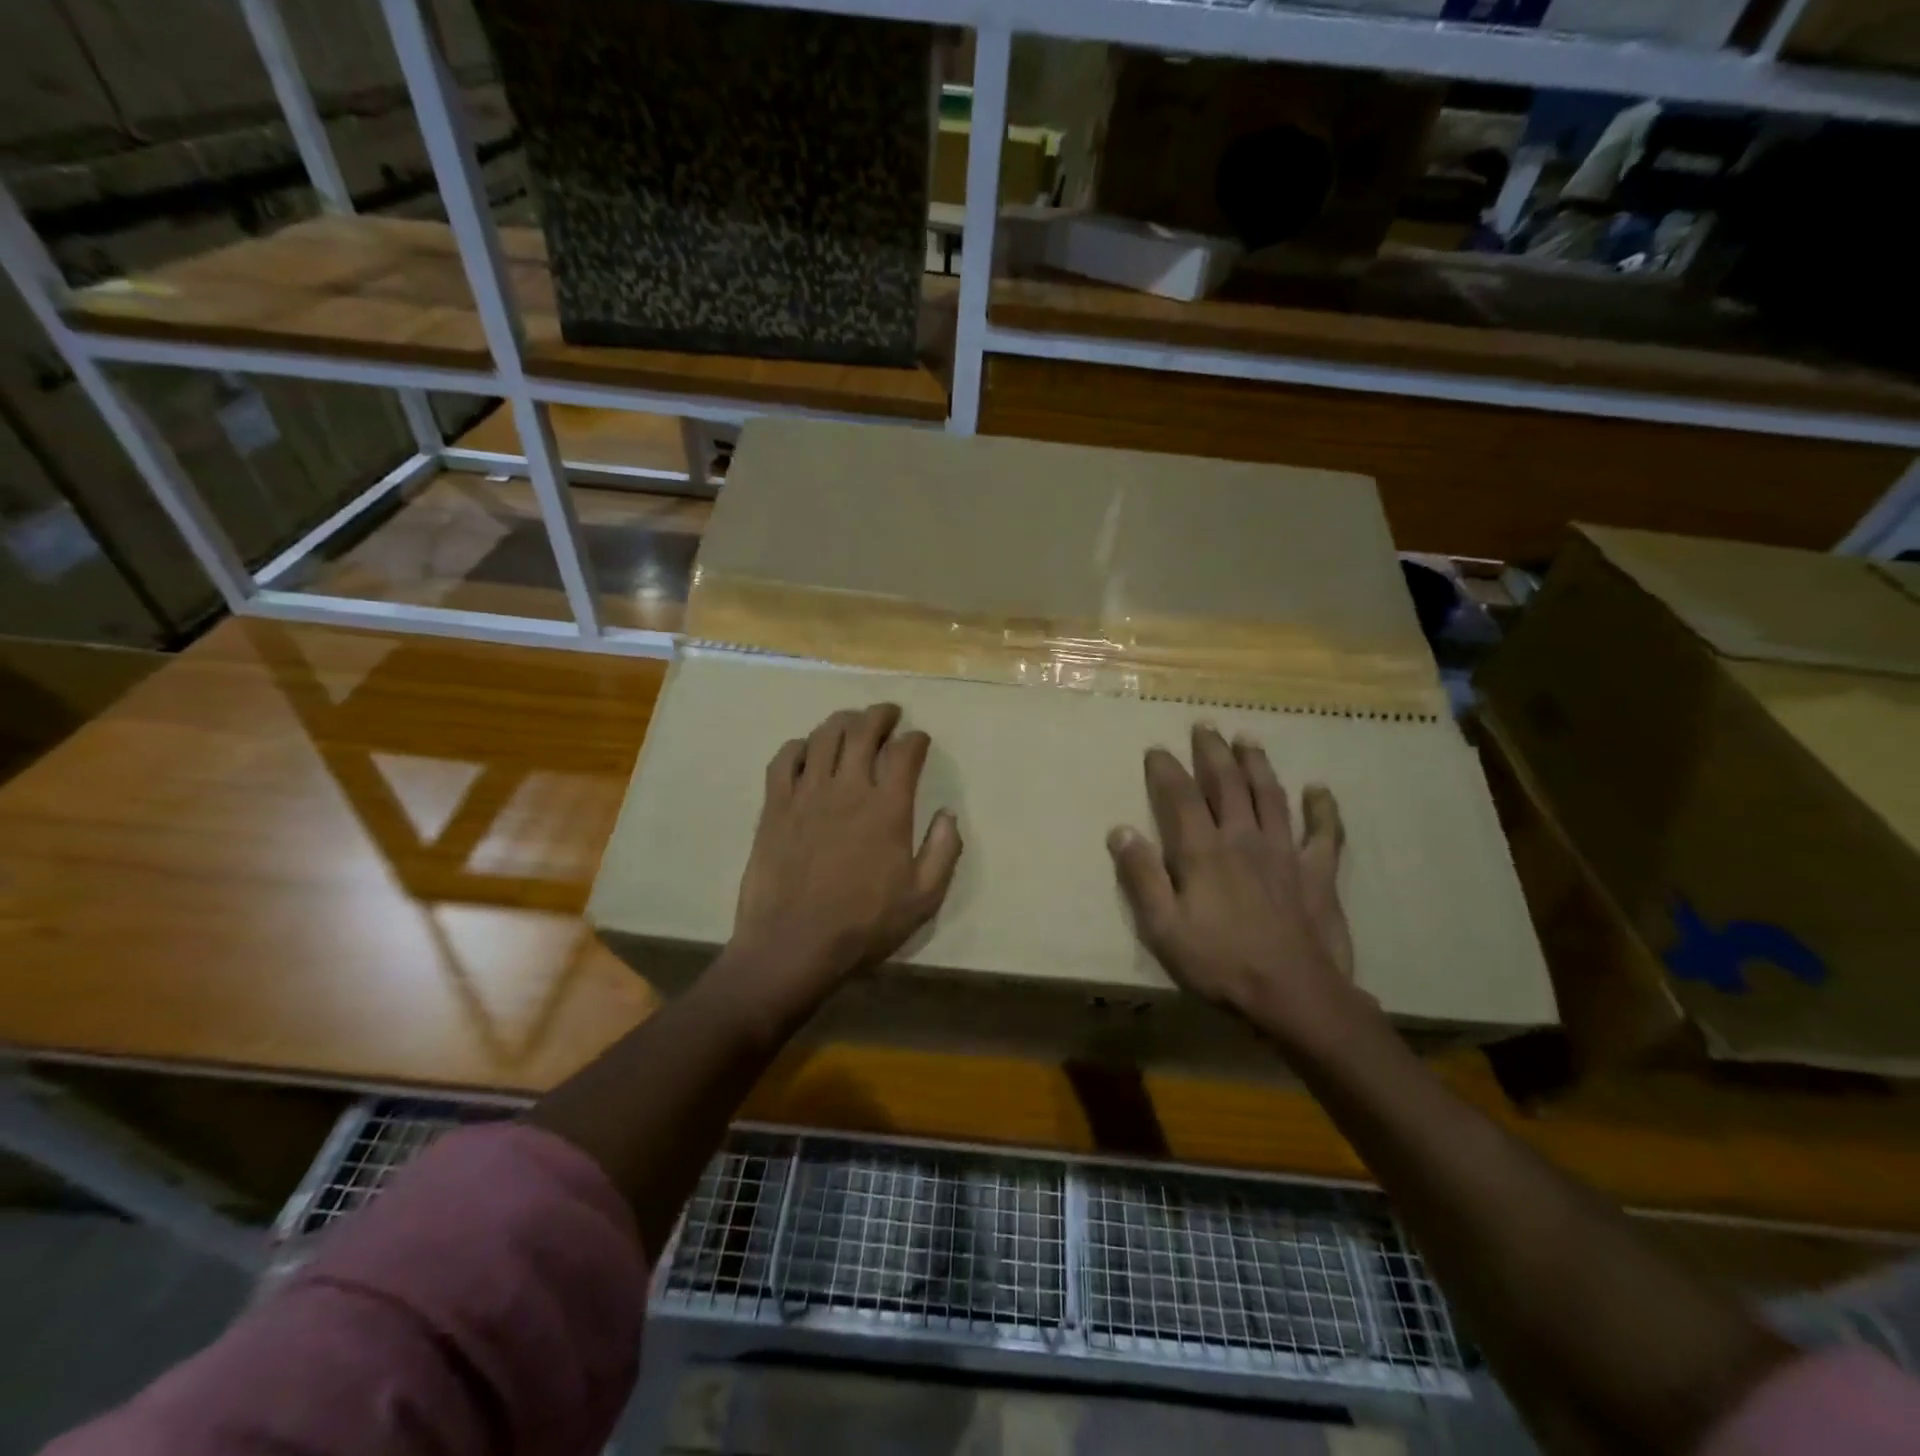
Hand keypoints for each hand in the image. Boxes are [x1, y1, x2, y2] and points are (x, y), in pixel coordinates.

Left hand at [725, 703, 961, 1017]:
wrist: (792, 945)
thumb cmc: (863, 925)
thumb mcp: (923, 898)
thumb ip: (944, 851)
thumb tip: (948, 814)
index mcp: (888, 808)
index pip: (905, 753)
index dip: (916, 740)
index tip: (920, 740)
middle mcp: (848, 788)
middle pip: (863, 731)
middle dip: (880, 715)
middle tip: (889, 713)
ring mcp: (807, 794)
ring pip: (824, 737)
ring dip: (842, 721)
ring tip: (852, 721)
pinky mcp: (775, 807)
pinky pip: (784, 760)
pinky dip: (799, 746)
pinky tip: (806, 749)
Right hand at [1107, 724, 1369, 1050]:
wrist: (1294, 995)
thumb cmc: (1220, 963)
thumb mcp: (1163, 927)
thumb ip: (1141, 877)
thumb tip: (1121, 830)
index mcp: (1203, 851)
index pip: (1180, 796)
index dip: (1166, 769)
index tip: (1156, 748)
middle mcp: (1243, 838)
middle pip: (1227, 784)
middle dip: (1213, 752)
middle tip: (1206, 726)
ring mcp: (1285, 852)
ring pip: (1270, 796)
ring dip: (1258, 764)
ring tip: (1248, 739)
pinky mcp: (1318, 873)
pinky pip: (1324, 833)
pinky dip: (1322, 809)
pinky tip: (1319, 789)